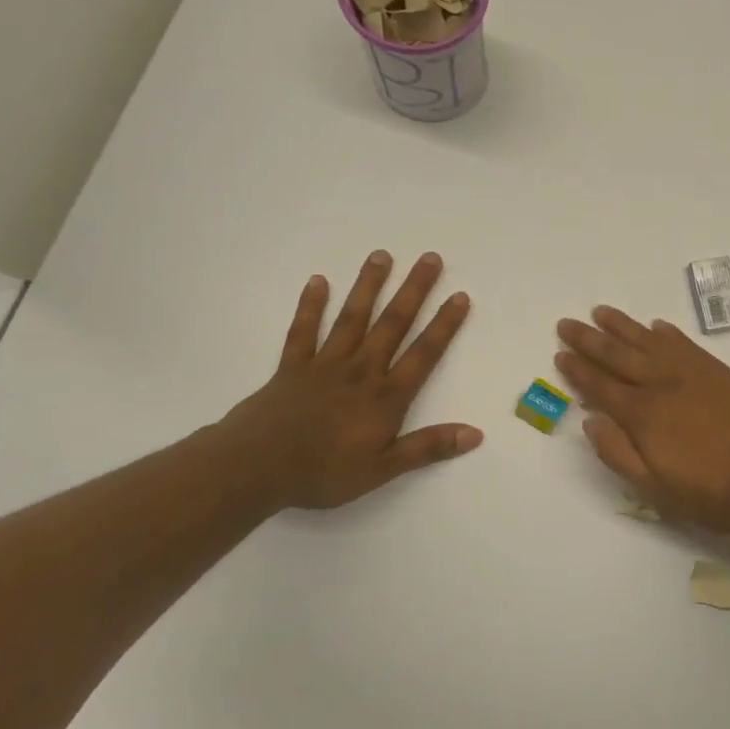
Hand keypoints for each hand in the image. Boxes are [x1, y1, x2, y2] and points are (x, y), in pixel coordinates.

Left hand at [224, 252, 481, 508]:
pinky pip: (303, 331)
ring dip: (368, 286)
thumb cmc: (323, 473)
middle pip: (392, 325)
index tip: (459, 296)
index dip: (443, 325)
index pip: (423, 354)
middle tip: (430, 258)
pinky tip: (318, 281)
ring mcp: (324, 365)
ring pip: (352, 318)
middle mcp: (360, 371)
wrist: (254, 469)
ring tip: (382, 255)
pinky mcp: (292, 368)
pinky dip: (311, 306)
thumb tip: (475, 433)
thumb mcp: (383, 469)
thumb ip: (428, 447)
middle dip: (414, 291)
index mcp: (385, 397)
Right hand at [555, 307, 729, 533]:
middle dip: (590, 339)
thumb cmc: (712, 494)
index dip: (578, 370)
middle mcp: (663, 385)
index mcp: (643, 415)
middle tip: (568, 322)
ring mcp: (694, 374)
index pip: (600, 386)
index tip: (560, 353)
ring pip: (650, 341)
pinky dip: (668, 334)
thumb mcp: (655, 489)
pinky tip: (657, 327)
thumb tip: (590, 420)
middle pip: (619, 355)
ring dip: (624, 326)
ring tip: (602, 312)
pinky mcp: (721, 372)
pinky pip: (686, 344)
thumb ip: (618, 454)